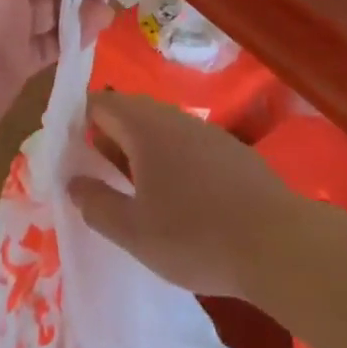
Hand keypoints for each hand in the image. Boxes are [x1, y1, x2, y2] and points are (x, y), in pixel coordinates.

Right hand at [69, 91, 300, 297]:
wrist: (277, 243)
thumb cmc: (195, 236)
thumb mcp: (134, 232)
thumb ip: (96, 204)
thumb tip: (73, 182)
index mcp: (144, 127)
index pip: (99, 104)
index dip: (77, 122)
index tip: (69, 153)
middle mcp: (173, 117)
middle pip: (129, 112)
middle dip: (107, 138)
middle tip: (97, 176)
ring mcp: (205, 130)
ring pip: (159, 128)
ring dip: (138, 150)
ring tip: (133, 191)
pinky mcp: (229, 149)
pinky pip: (185, 142)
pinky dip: (168, 159)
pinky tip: (176, 197)